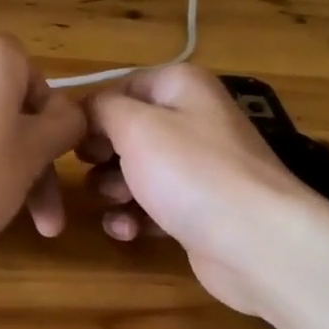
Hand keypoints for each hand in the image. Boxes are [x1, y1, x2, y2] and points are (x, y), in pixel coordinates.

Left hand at [0, 35, 85, 263]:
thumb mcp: (34, 153)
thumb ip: (64, 126)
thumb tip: (70, 114)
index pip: (41, 85)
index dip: (55, 133)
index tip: (57, 172)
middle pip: (11, 116)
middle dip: (32, 170)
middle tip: (45, 222)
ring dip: (2, 180)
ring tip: (1, 229)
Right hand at [80, 64, 325, 315]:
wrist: (255, 242)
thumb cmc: (190, 173)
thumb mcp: (135, 127)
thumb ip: (101, 109)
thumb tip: (86, 112)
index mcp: (182, 86)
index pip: (122, 88)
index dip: (93, 114)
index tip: (72, 143)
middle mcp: (193, 120)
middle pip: (127, 132)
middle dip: (102, 156)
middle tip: (93, 172)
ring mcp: (197, 168)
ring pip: (136, 172)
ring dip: (114, 190)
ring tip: (117, 203)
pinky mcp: (197, 209)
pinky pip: (153, 206)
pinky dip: (136, 217)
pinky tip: (129, 232)